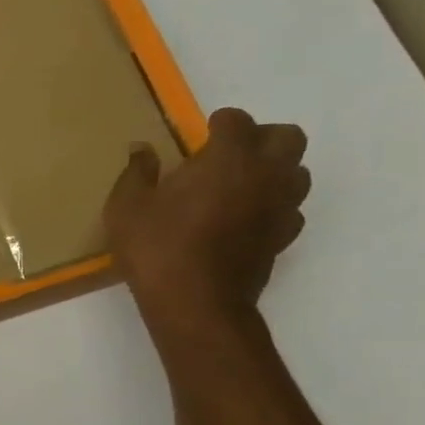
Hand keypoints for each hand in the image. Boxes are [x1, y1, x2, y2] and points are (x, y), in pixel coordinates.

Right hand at [104, 108, 309, 341]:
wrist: (195, 304)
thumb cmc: (157, 247)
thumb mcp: (127, 207)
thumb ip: (137, 172)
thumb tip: (141, 150)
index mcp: (229, 158)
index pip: (237, 121)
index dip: (218, 124)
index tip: (200, 135)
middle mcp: (266, 174)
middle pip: (287, 137)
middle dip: (261, 138)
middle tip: (227, 155)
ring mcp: (281, 207)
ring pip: (297, 172)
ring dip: (274, 171)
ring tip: (239, 186)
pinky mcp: (283, 238)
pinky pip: (290, 209)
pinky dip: (273, 205)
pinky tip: (244, 218)